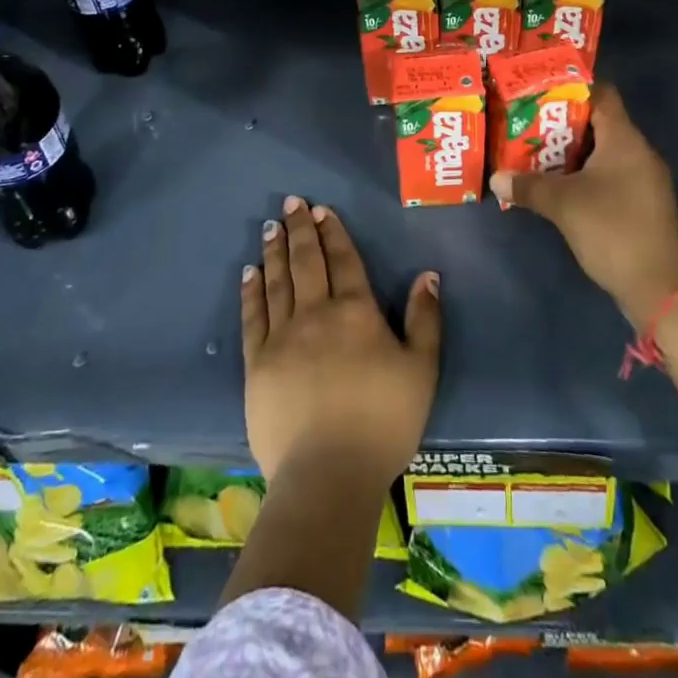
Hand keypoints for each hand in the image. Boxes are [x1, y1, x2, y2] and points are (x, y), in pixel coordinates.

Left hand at [240, 196, 441, 486]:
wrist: (329, 475)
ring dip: (275, 251)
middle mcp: (316, 313)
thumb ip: (425, 319)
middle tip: (290, 203)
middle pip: (307, 261)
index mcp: (356, 312)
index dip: (333, 232)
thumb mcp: (421, 370)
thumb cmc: (383, 423)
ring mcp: (282, 337)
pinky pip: (252, 317)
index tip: (321, 210)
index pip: (343, 260)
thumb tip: (428, 275)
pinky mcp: (257, 363)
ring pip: (277, 281)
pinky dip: (251, 290)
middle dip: (299, 229)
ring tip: (270, 227)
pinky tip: (250, 272)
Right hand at [490, 85, 677, 326]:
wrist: (660, 288)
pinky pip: (609, 174)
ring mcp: (643, 179)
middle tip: (526, 122)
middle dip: (562, 122)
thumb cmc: (612, 230)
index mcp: (624, 139)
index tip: (539, 89)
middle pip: (598, 122)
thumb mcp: (563, 205)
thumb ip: (528, 186)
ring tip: (534, 152)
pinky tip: (558, 185)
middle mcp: (638, 151)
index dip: (571, 87)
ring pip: (602, 151)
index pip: (601, 94)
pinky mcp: (641, 203)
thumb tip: (495, 177)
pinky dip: (584, 173)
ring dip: (571, 151)